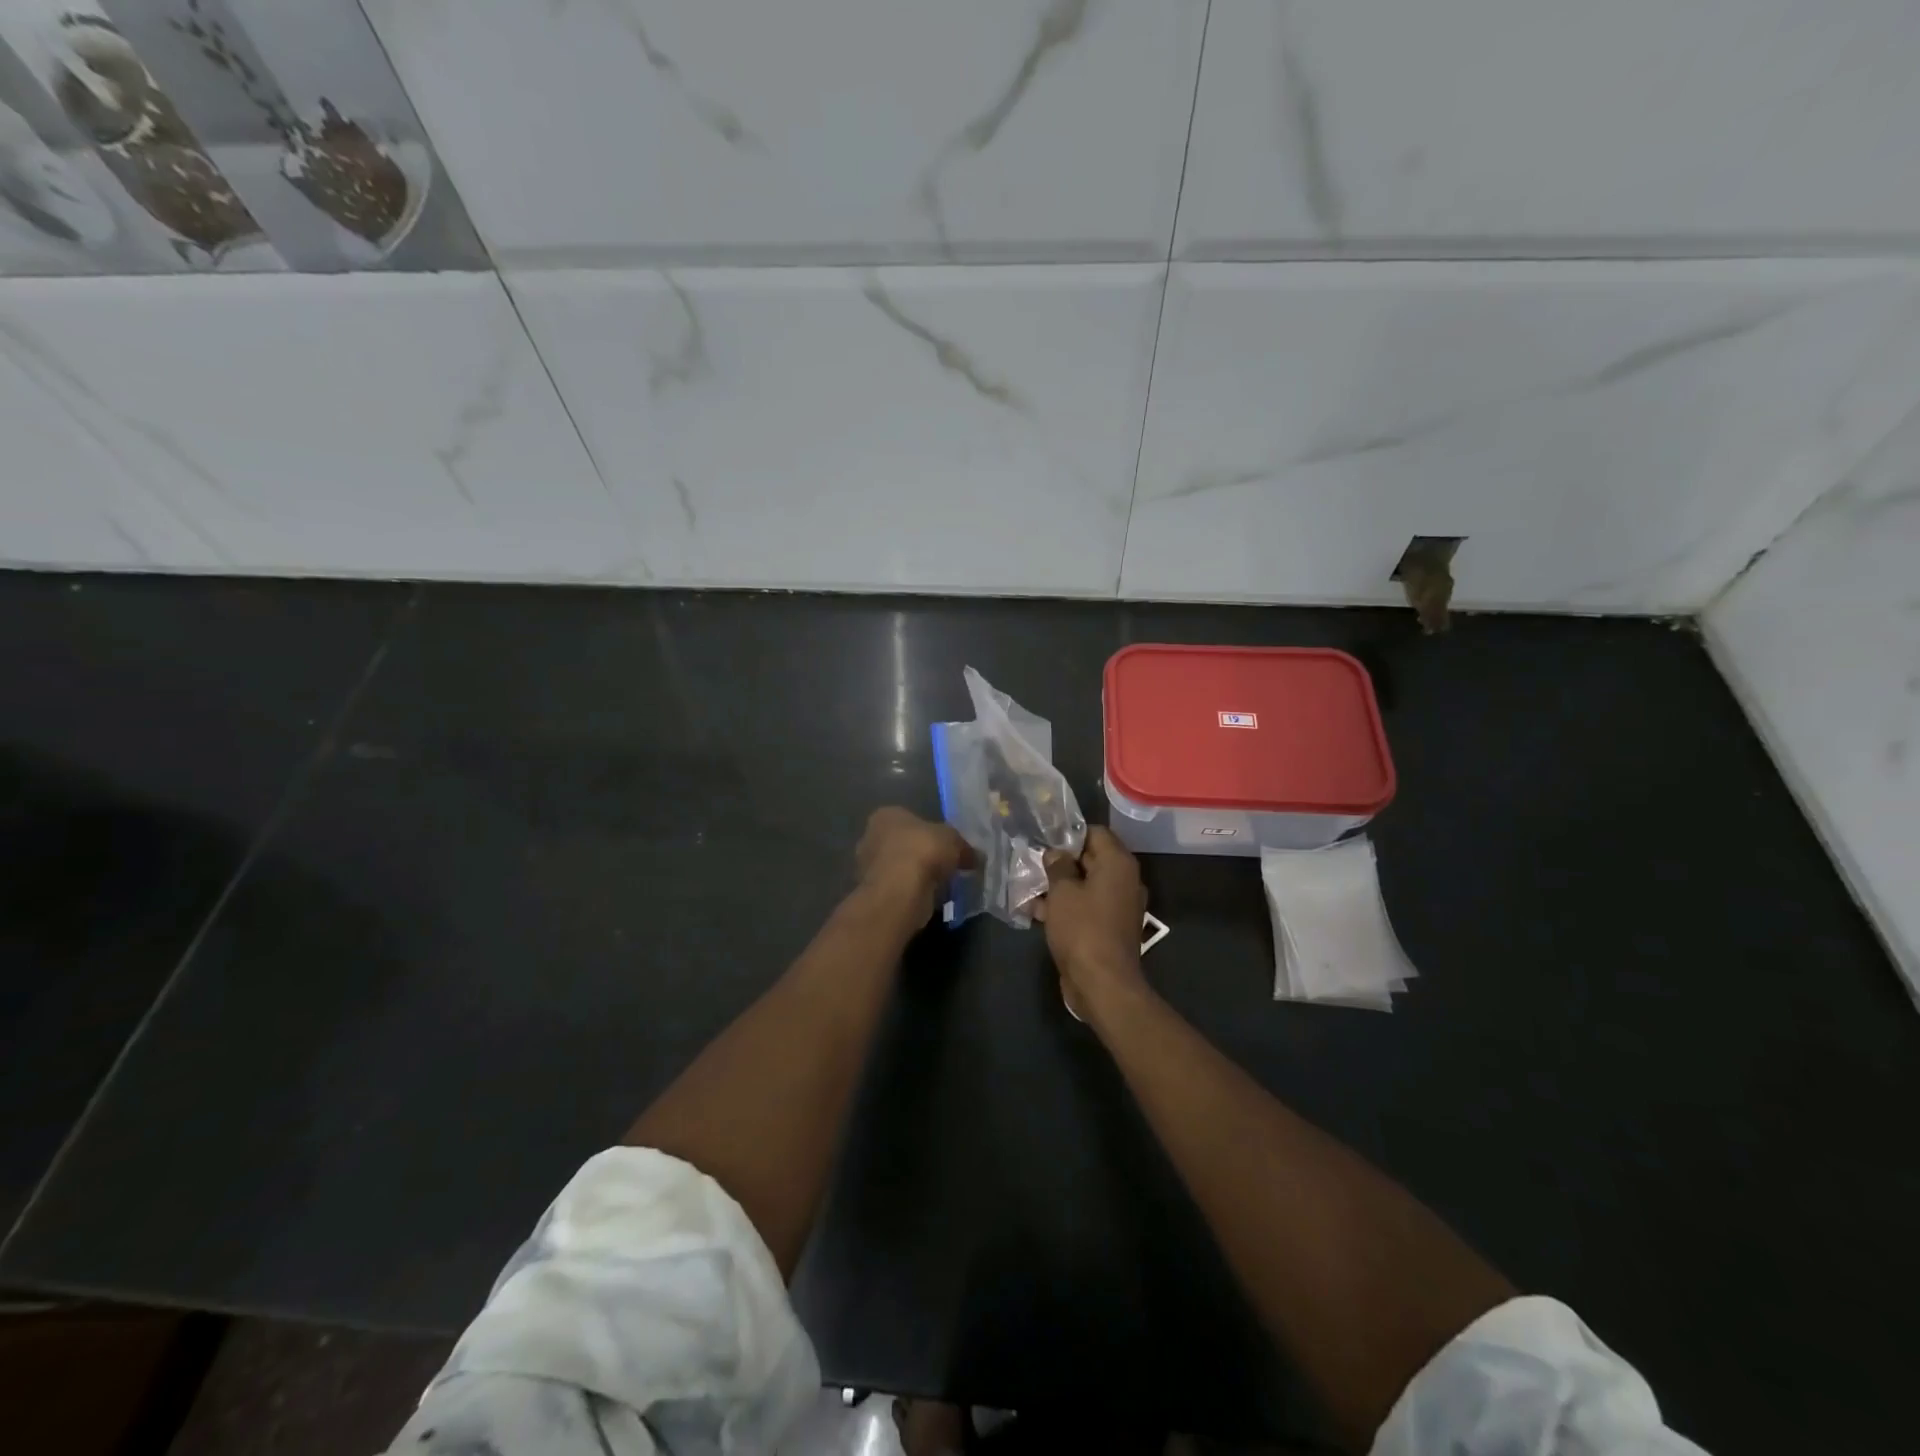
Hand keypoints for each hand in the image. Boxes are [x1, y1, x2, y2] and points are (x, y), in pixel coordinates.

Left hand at [855, 807, 972, 922]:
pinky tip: (929, 899)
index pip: (909, 818)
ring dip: (917, 875)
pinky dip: (912, 893)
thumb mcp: (953, 840)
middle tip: (945, 865)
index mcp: (886, 815)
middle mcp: (870, 837)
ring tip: (941, 885)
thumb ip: (963, 846)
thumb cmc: (923, 851)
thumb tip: (975, 857)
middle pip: (903, 843)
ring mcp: (867, 867)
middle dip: (921, 854)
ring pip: (900, 868)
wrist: (900, 891)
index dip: (930, 831)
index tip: (946, 845)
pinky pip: (898, 888)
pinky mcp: (873, 892)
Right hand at [1036, 827, 1149, 1022]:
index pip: (1096, 833)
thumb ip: (1057, 866)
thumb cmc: (1082, 929)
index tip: (1044, 840)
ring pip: (1085, 886)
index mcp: (1118, 864)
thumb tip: (1056, 853)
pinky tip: (1036, 912)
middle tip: (1031, 863)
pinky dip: (1065, 907)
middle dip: (1060, 861)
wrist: (1102, 984)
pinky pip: (1086, 907)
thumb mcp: (1062, 892)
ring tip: (1027, 889)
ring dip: (1058, 887)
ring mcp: (1118, 906)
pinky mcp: (1109, 927)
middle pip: (1090, 859)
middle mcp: (1124, 881)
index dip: (1069, 834)